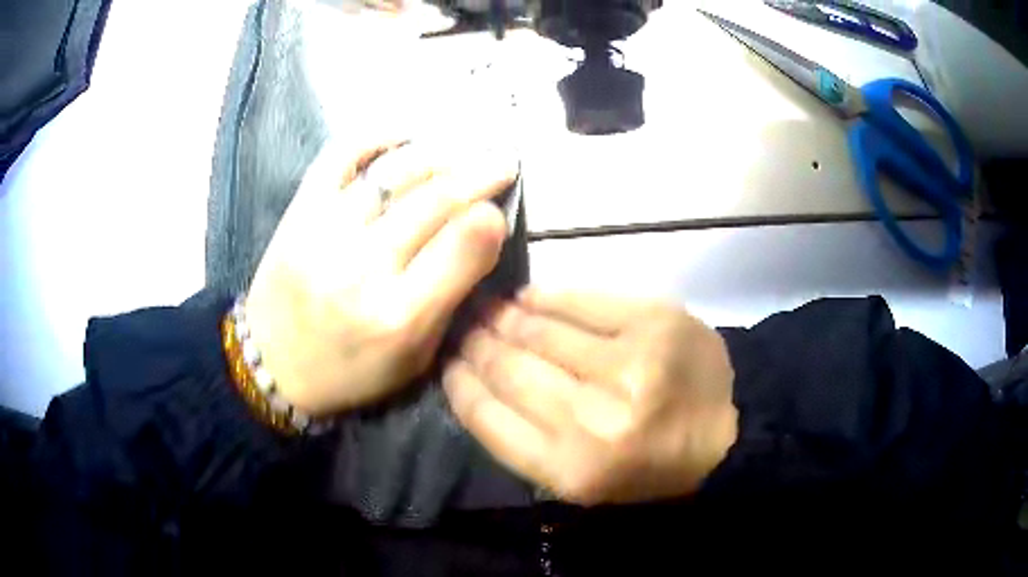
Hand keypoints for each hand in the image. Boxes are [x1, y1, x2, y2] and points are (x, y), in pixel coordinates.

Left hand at [244, 138, 517, 415]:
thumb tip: (480, 234)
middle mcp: (363, 268)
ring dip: (440, 154)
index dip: (493, 218)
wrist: (272, 365)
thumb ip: (449, 299)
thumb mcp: (414, 359)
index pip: (463, 245)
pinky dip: (377, 137)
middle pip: (435, 200)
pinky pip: (340, 155)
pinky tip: (405, 136)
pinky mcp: (298, 212)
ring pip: (395, 172)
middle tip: (502, 163)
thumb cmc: (349, 370)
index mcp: (399, 317)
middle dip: (480, 174)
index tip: (501, 210)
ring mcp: (325, 232)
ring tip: (463, 149)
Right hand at [443, 288, 737, 504]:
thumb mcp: (577, 480)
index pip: (487, 417)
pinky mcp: (654, 322)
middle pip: (509, 368)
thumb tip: (476, 378)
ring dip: (505, 318)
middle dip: (477, 345)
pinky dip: (547, 296)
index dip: (459, 384)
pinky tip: (528, 296)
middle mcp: (593, 419)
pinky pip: (583, 300)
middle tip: (463, 328)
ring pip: (540, 331)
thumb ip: (522, 439)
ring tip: (489, 310)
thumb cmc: (645, 468)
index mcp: (569, 470)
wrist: (724, 436)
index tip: (447, 363)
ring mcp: (628, 365)